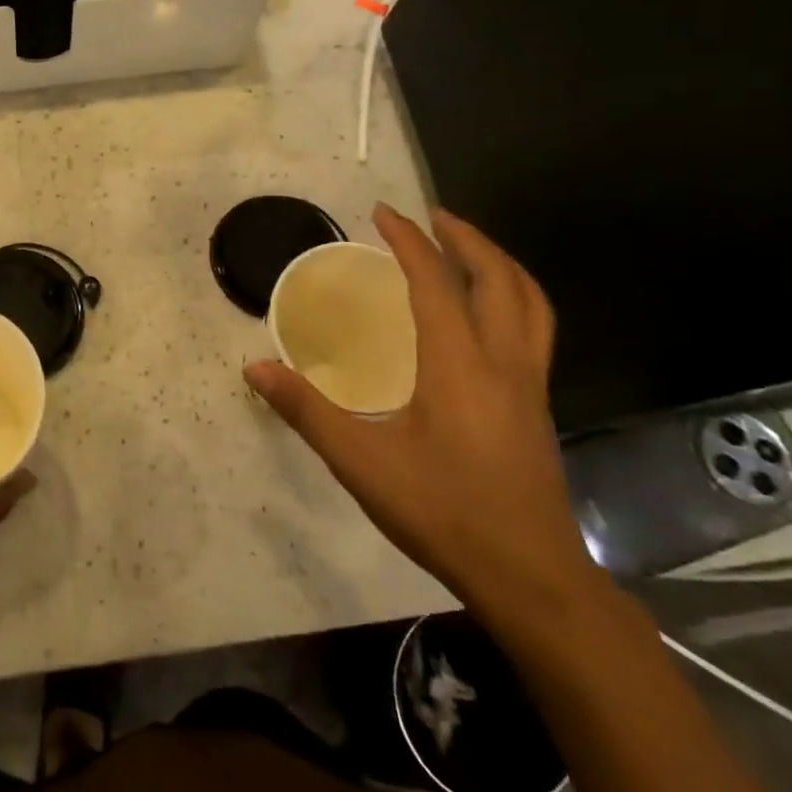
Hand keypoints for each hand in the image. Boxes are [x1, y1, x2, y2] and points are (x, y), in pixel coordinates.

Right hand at [245, 204, 597, 618]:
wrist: (531, 578)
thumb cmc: (443, 513)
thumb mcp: (361, 463)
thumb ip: (306, 411)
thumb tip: (255, 368)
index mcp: (459, 365)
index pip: (436, 282)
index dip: (409, 241)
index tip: (383, 212)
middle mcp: (503, 362)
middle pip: (500, 280)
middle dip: (467, 239)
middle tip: (431, 217)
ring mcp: (529, 385)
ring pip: (530, 303)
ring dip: (499, 264)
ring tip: (467, 249)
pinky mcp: (536, 407)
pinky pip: (534, 330)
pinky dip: (513, 298)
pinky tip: (485, 317)